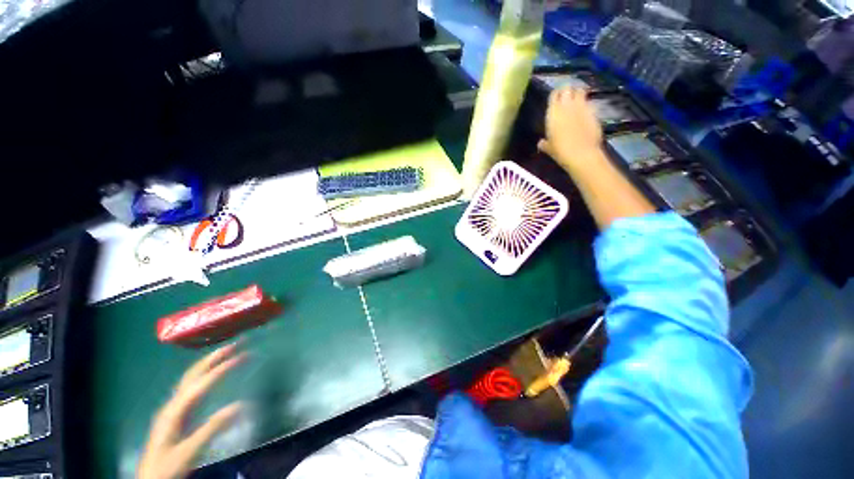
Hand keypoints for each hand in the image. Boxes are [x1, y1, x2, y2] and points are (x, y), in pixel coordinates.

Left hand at [138, 344, 245, 478]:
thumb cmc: (169, 467)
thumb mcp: (190, 451)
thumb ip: (213, 428)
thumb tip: (242, 404)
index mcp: (175, 411)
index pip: (201, 383)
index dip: (221, 368)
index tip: (242, 356)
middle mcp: (173, 404)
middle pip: (193, 374)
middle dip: (214, 357)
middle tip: (236, 344)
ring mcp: (174, 409)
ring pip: (191, 378)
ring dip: (209, 362)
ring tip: (227, 352)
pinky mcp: (177, 415)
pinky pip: (192, 387)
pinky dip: (204, 374)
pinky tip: (212, 375)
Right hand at [537, 87, 603, 172]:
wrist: (582, 153)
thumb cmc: (560, 150)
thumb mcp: (549, 148)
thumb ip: (544, 143)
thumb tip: (541, 142)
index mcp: (553, 112)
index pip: (554, 94)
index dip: (555, 95)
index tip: (555, 99)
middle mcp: (568, 105)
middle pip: (568, 88)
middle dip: (567, 90)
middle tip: (566, 97)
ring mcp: (582, 107)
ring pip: (581, 91)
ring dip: (578, 93)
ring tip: (577, 100)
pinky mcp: (594, 111)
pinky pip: (589, 103)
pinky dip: (587, 105)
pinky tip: (585, 113)